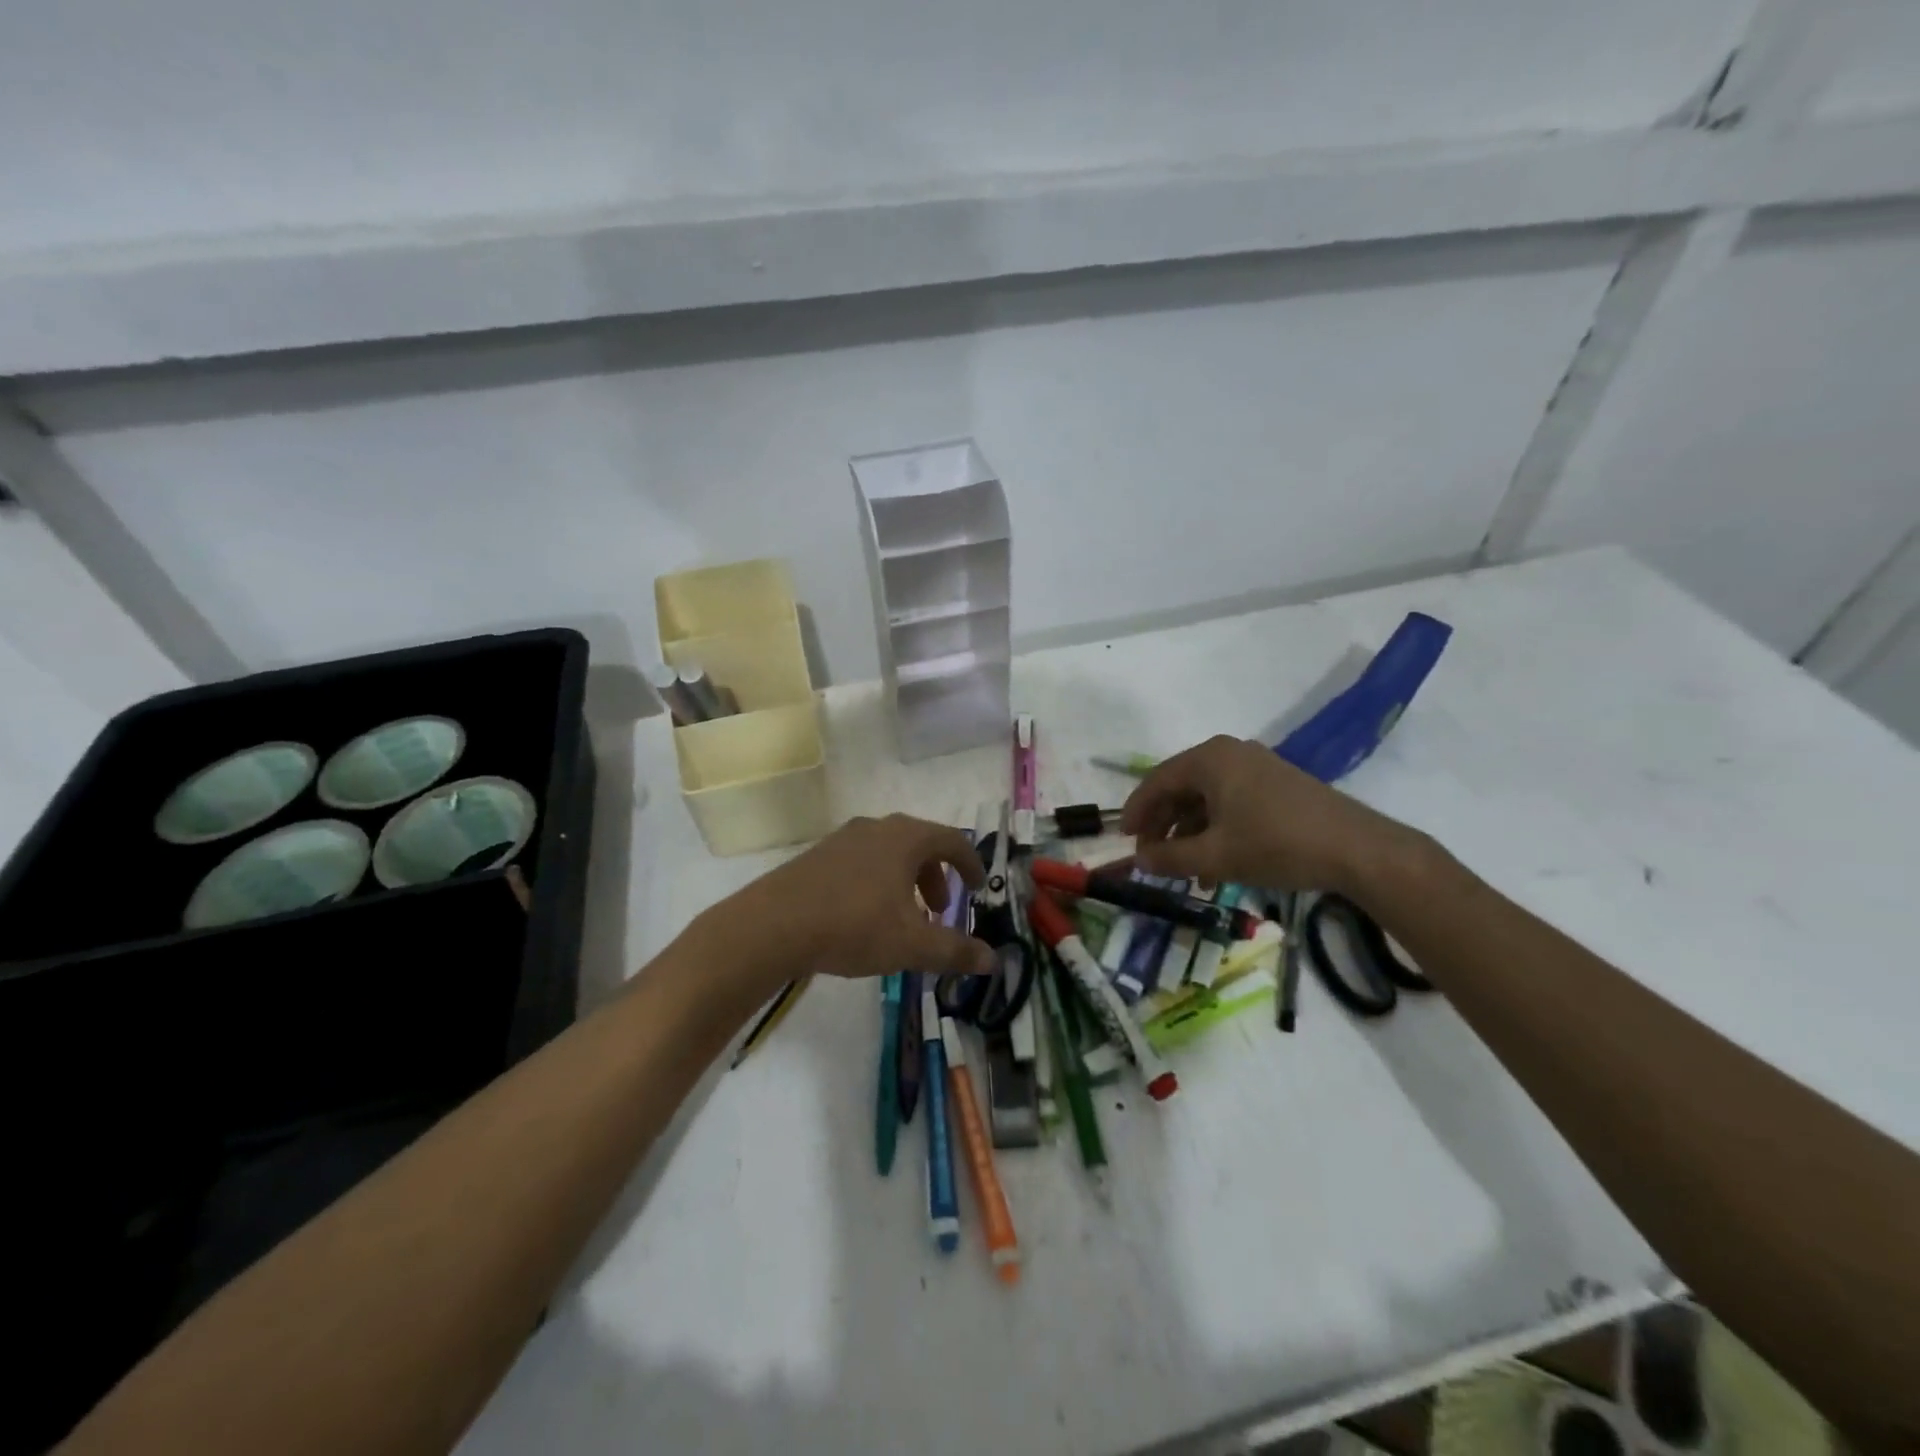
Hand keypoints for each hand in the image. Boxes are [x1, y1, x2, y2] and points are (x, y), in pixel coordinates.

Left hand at [698, 814, 995, 991]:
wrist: (773, 925)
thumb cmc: (853, 926)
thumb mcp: (911, 944)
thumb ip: (955, 950)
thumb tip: (994, 960)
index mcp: (906, 838)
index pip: (952, 840)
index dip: (970, 863)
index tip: (977, 887)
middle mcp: (877, 828)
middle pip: (919, 843)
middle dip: (936, 876)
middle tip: (940, 909)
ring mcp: (843, 839)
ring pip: (888, 852)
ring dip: (906, 880)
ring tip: (903, 917)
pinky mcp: (817, 855)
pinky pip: (861, 860)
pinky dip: (878, 881)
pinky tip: (865, 915)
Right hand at [1120, 735, 1421, 894]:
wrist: (1358, 850)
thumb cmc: (1276, 844)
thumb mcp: (1216, 856)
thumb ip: (1170, 858)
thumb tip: (1138, 860)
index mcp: (1210, 759)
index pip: (1156, 781)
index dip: (1136, 812)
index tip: (1123, 840)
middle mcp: (1230, 753)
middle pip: (1180, 788)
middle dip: (1163, 826)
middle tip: (1151, 857)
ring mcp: (1256, 767)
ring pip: (1206, 799)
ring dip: (1190, 834)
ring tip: (1185, 873)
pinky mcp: (1276, 785)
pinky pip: (1231, 803)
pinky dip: (1216, 831)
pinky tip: (1216, 867)